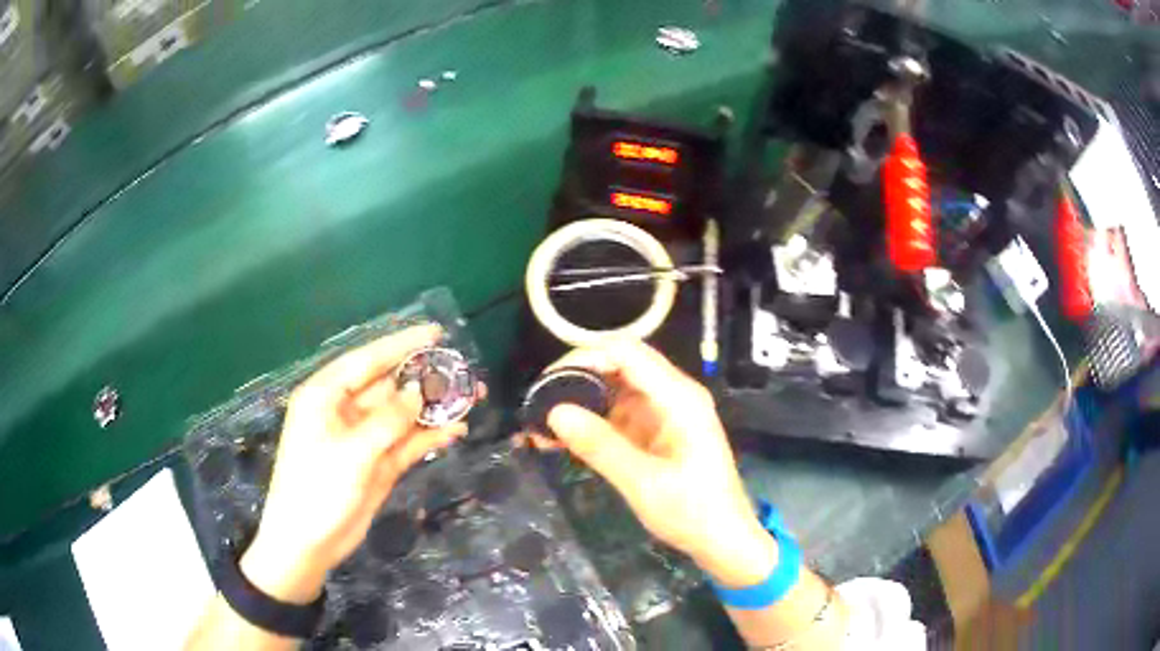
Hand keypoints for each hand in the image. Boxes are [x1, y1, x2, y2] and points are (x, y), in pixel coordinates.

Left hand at [241, 325, 467, 603]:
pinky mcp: (378, 464)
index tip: (437, 332)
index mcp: (326, 396)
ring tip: (472, 397)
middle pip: (390, 385)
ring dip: (434, 408)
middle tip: (464, 370)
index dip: (401, 344)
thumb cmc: (317, 488)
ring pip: (403, 414)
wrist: (308, 543)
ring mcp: (364, 439)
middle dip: (425, 378)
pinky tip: (456, 430)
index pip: (367, 360)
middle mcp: (345, 411)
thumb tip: (419, 391)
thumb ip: (388, 421)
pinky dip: (430, 437)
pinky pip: (408, 443)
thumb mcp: (351, 452)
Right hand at [531, 341, 777, 587]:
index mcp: (678, 398)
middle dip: (576, 379)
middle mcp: (672, 396)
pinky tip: (560, 441)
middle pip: (618, 366)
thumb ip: (600, 446)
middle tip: (538, 404)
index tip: (548, 382)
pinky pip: (617, 416)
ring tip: (541, 426)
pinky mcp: (656, 432)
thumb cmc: (692, 511)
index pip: (626, 353)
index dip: (584, 357)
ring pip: (614, 391)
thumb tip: (555, 412)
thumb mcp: (643, 483)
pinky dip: (590, 424)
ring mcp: (664, 413)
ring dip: (579, 403)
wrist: (723, 540)